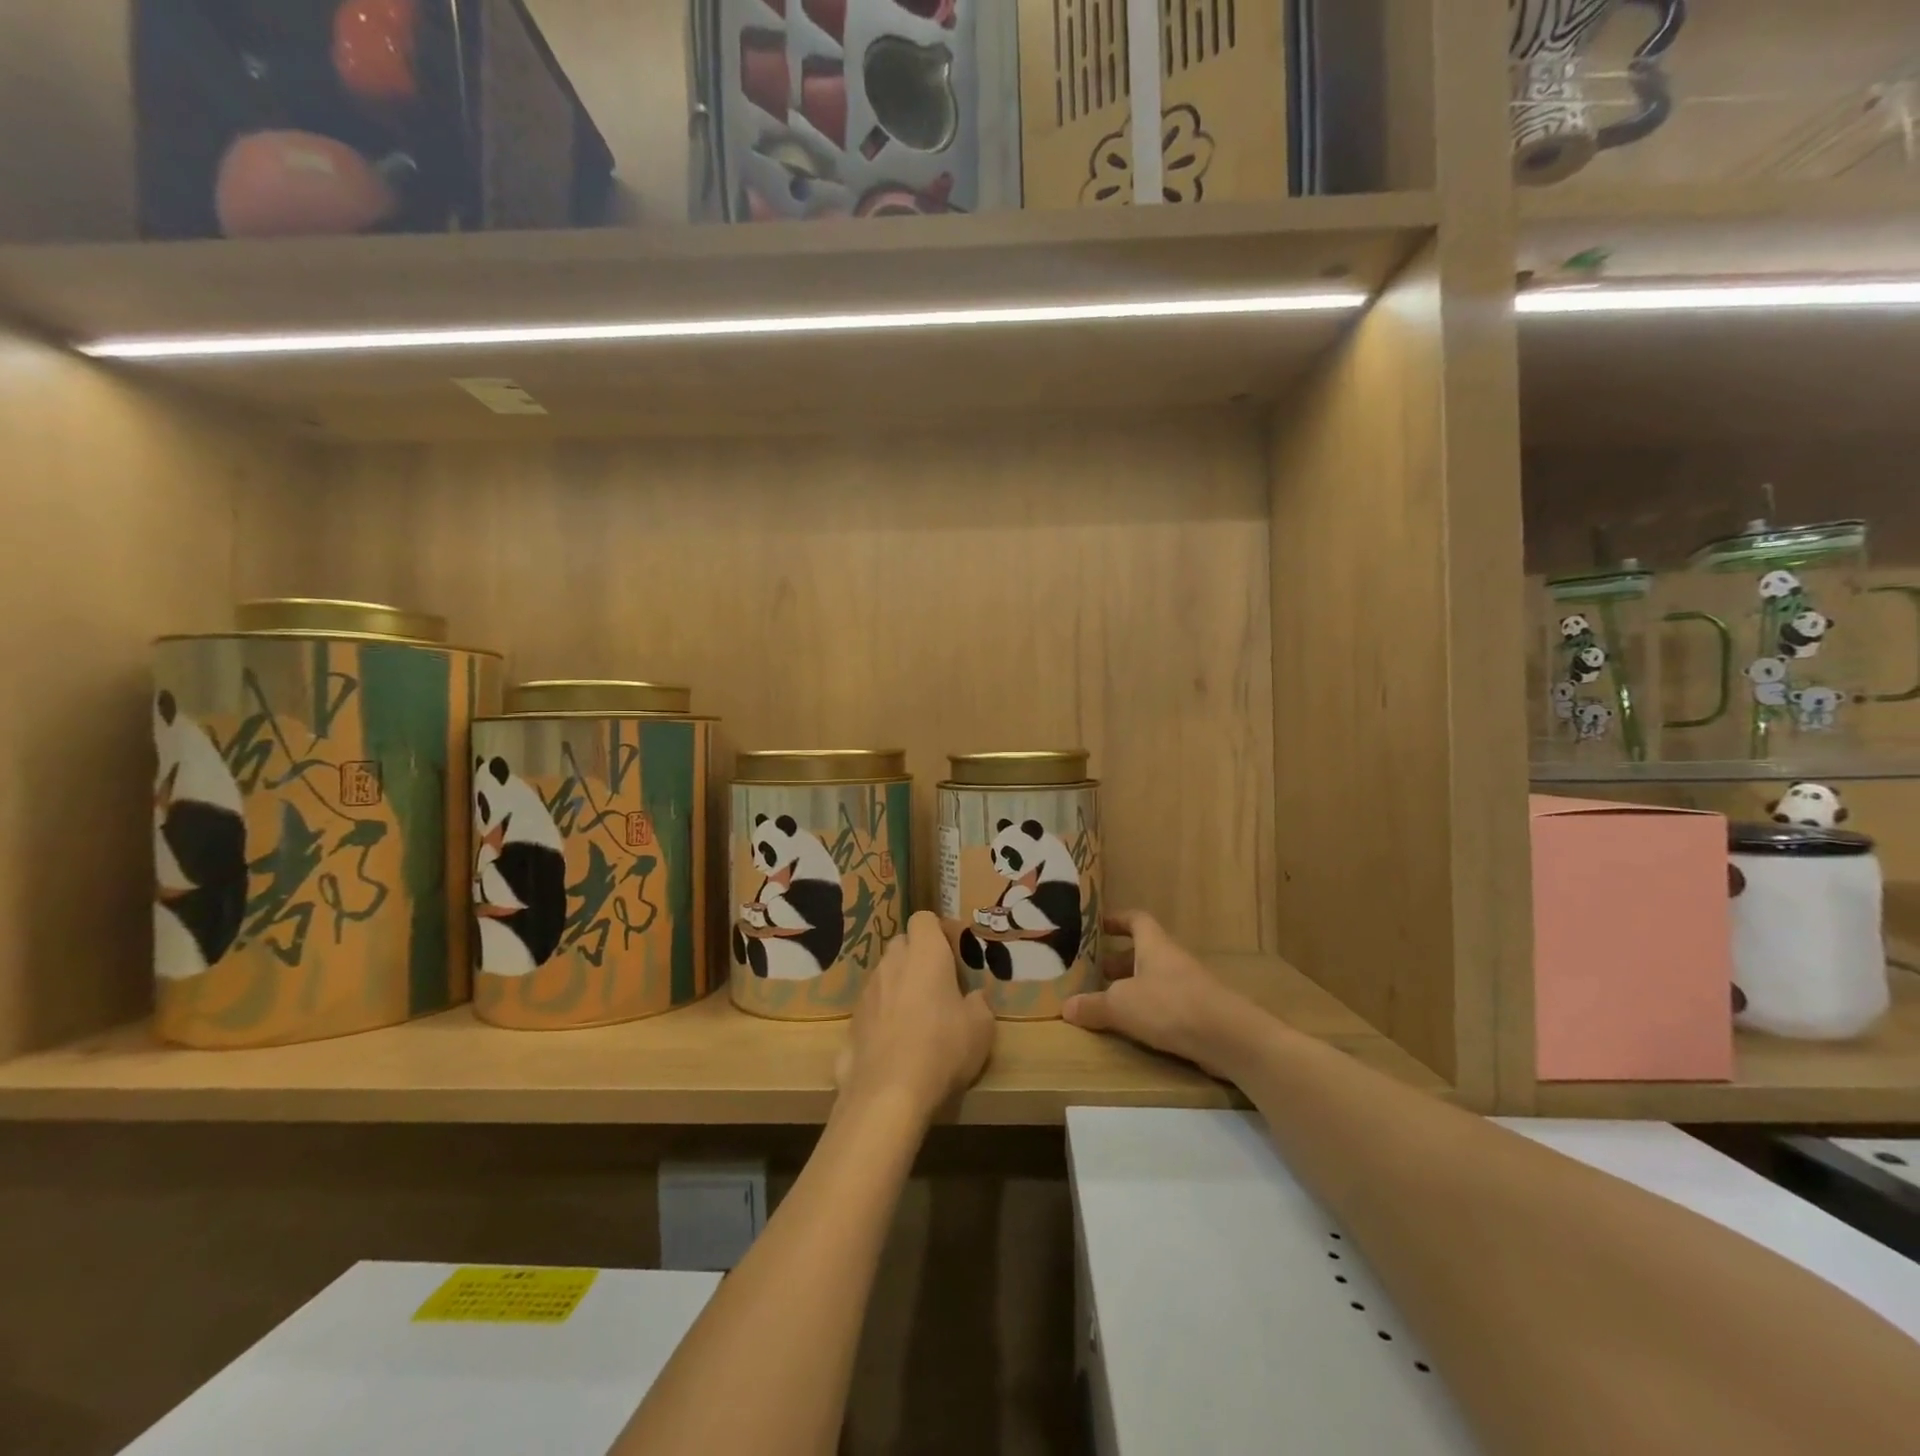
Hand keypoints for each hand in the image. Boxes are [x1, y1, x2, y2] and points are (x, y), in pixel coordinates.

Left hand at [835, 911, 995, 1120]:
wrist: (888, 1092)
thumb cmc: (943, 1048)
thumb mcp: (981, 1027)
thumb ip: (978, 1004)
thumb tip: (974, 998)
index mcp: (925, 953)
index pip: (924, 919)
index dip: (938, 931)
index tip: (954, 954)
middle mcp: (892, 963)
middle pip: (903, 944)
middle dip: (918, 957)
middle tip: (938, 985)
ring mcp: (868, 991)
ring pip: (885, 975)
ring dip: (899, 986)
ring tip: (918, 1017)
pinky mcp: (852, 1021)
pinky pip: (872, 1007)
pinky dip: (883, 1015)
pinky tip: (896, 1043)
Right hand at [1062, 910, 1258, 1077]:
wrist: (1229, 1037)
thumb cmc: (1170, 1006)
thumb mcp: (1121, 1005)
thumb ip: (1093, 1005)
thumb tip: (1066, 1007)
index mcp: (1154, 945)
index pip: (1136, 919)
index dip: (1117, 920)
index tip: (1097, 925)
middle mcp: (1172, 959)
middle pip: (1143, 951)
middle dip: (1118, 960)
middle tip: (1093, 972)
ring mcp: (1189, 986)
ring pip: (1154, 979)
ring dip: (1132, 987)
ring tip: (1108, 1002)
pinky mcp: (1199, 1012)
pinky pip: (1167, 1003)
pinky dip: (1149, 1010)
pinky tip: (1135, 1027)